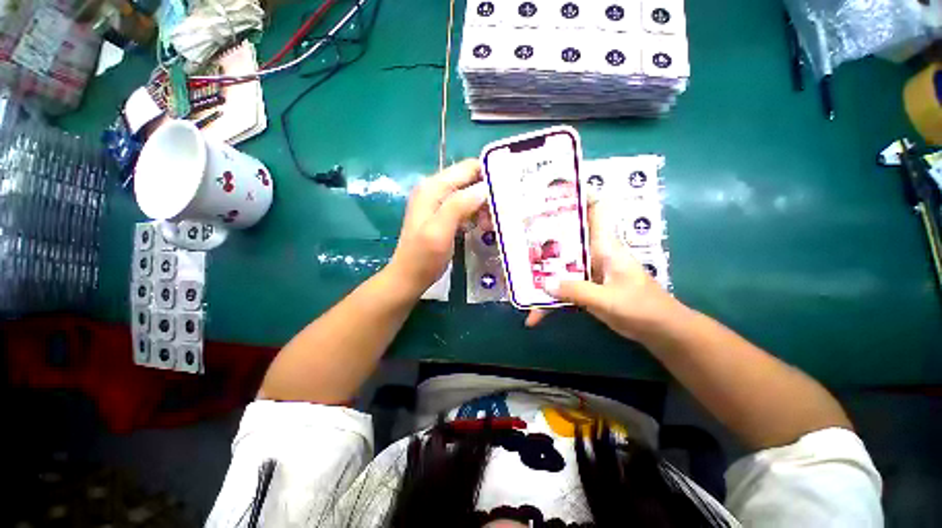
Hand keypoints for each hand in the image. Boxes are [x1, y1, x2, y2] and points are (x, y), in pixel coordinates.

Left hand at [388, 159, 487, 296]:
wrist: (409, 277)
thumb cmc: (423, 257)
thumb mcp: (439, 232)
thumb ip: (459, 206)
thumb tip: (485, 188)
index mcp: (433, 187)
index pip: (468, 168)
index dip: (489, 175)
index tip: (507, 192)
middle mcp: (435, 189)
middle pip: (470, 180)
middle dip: (488, 194)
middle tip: (499, 215)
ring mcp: (439, 202)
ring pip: (470, 194)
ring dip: (484, 207)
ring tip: (490, 225)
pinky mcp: (443, 215)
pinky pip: (466, 207)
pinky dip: (477, 214)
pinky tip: (482, 227)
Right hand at [525, 201, 681, 341]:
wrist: (660, 330)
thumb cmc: (642, 307)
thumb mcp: (608, 299)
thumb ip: (577, 290)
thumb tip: (544, 283)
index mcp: (605, 246)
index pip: (594, 212)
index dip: (577, 199)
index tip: (551, 195)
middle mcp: (594, 254)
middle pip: (566, 240)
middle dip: (544, 238)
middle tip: (517, 237)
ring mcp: (589, 272)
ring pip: (561, 267)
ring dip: (542, 275)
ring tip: (518, 280)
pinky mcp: (586, 288)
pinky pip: (563, 289)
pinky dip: (551, 301)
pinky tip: (535, 315)